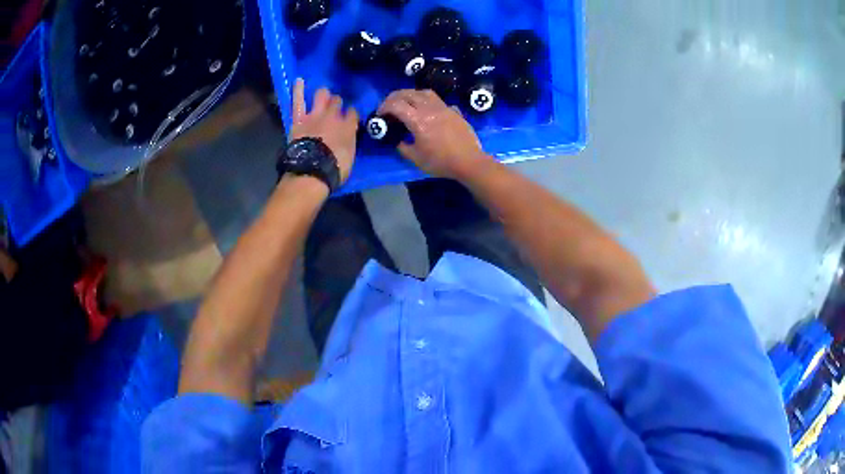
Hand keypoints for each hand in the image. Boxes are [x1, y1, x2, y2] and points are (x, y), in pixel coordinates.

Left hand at [290, 78, 358, 182]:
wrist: (312, 170)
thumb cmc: (334, 169)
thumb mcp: (350, 157)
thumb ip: (349, 143)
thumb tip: (348, 137)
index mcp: (349, 127)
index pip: (353, 113)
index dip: (351, 114)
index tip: (350, 117)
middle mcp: (334, 116)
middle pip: (337, 102)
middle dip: (337, 103)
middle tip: (335, 108)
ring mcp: (315, 115)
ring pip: (322, 96)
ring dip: (323, 95)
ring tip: (323, 95)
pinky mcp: (299, 119)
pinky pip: (298, 101)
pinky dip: (298, 90)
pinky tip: (298, 80)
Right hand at [378, 89, 487, 179]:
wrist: (469, 161)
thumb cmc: (441, 162)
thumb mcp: (416, 158)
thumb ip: (402, 147)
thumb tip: (397, 140)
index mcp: (418, 120)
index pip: (396, 104)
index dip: (384, 107)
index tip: (380, 114)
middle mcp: (429, 108)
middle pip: (408, 93)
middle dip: (394, 97)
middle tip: (389, 106)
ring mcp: (443, 107)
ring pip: (423, 92)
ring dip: (410, 94)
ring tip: (406, 103)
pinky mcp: (453, 110)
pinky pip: (436, 99)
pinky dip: (426, 100)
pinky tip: (426, 109)